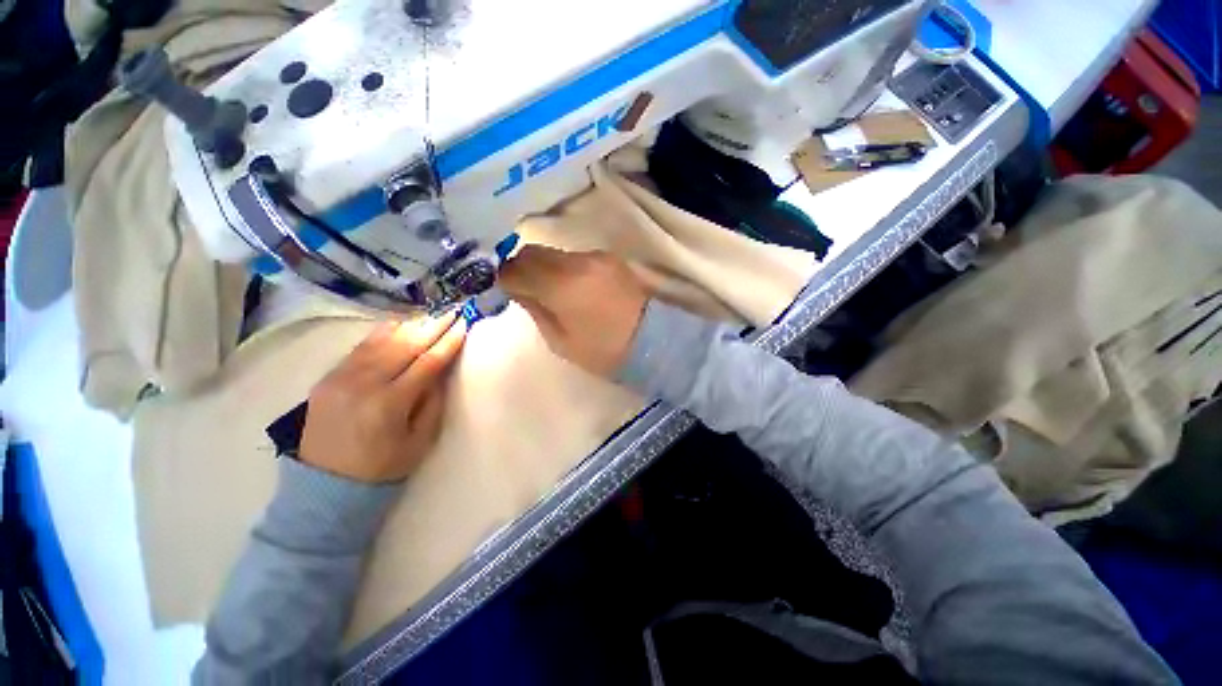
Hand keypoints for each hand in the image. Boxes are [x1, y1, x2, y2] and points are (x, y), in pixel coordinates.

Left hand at [299, 314, 466, 482]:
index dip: (448, 342)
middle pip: (405, 345)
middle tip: (452, 311)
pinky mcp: (328, 378)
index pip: (426, 363)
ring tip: (431, 314)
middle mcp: (362, 384)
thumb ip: (432, 402)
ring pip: (381, 341)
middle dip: (432, 326)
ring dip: (410, 325)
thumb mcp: (419, 440)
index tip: (464, 324)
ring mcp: (340, 378)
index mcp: (389, 404)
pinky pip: (360, 347)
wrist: (324, 485)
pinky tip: (399, 324)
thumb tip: (441, 370)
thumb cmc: (382, 467)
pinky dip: (383, 333)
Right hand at [499, 245, 650, 376]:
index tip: (505, 290)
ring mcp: (596, 256)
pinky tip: (574, 287)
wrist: (654, 340)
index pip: (516, 268)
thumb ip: (535, 309)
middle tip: (523, 288)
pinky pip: (575, 257)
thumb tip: (519, 290)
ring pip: (554, 253)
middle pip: (533, 251)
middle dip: (521, 267)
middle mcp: (577, 261)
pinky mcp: (610, 258)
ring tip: (551, 290)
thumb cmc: (605, 350)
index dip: (504, 278)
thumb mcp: (561, 341)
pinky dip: (565, 268)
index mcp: (562, 286)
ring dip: (544, 267)